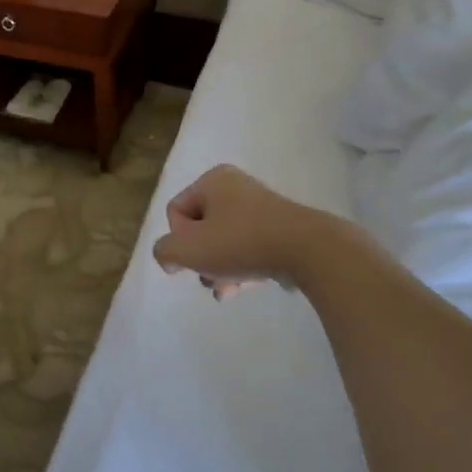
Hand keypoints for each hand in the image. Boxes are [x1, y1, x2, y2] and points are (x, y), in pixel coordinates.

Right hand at [151, 165, 327, 300]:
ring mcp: (261, 208)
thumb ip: (164, 251)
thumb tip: (170, 258)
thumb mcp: (186, 249)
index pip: (176, 212)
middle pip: (200, 229)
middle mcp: (236, 187)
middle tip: (210, 279)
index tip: (194, 256)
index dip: (178, 240)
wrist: (307, 250)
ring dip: (219, 270)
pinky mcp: (281, 229)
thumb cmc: (240, 242)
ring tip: (228, 291)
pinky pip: (249, 249)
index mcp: (212, 181)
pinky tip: (247, 287)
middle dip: (201, 260)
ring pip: (224, 243)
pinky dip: (243, 268)